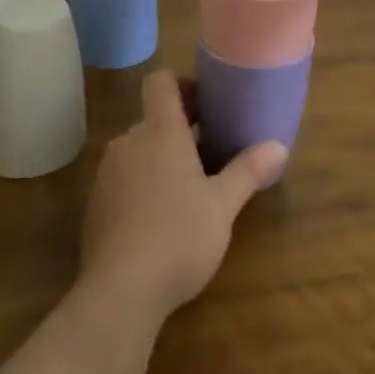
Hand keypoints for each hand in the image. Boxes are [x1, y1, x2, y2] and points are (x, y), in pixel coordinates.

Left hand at [80, 68, 286, 321]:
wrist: (120, 292)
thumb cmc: (178, 236)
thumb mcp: (223, 205)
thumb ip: (248, 171)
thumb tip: (279, 146)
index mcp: (160, 131)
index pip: (160, 81)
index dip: (182, 83)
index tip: (206, 101)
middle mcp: (129, 142)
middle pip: (152, 117)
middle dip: (180, 126)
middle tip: (211, 146)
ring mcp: (107, 173)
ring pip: (138, 149)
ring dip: (161, 156)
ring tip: (190, 184)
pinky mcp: (95, 205)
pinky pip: (123, 177)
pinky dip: (142, 183)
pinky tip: (161, 216)